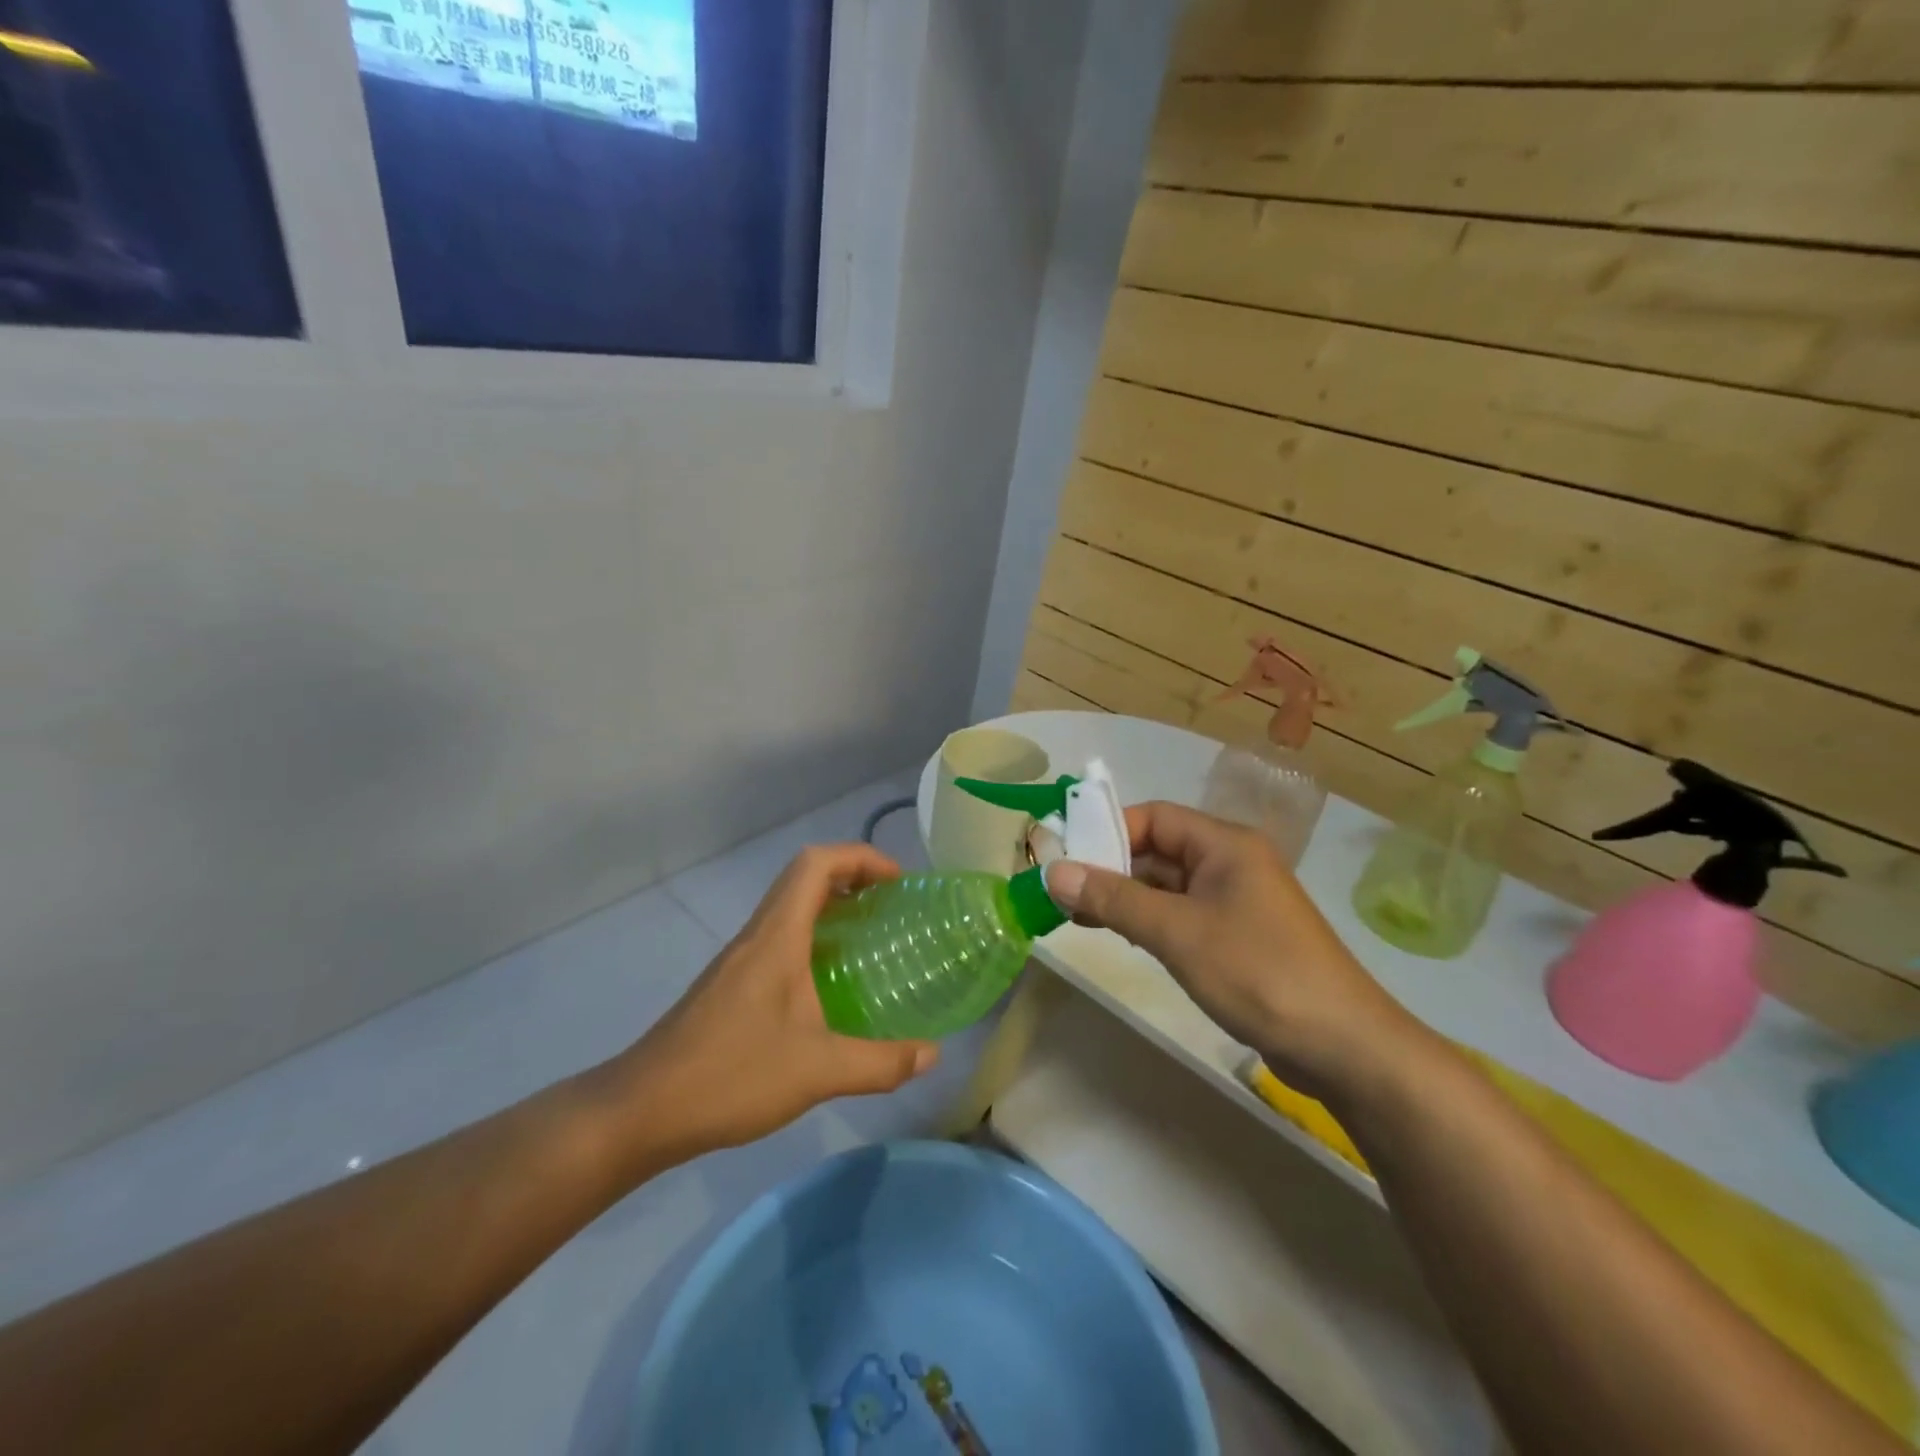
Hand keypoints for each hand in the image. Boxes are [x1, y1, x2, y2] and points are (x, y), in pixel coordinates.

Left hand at [603, 845, 938, 1162]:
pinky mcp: (732, 983)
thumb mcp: (817, 1071)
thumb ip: (880, 1063)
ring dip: (831, 905)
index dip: (860, 858)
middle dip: (852, 877)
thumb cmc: (731, 1076)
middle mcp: (757, 935)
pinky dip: (813, 936)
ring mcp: (740, 959)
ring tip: (871, 935)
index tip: (898, 882)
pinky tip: (831, 982)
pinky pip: (781, 936)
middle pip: (804, 876)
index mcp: (777, 937)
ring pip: (790, 907)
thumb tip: (932, 1054)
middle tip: (892, 905)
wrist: (643, 1109)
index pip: (816, 864)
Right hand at [1044, 801, 1425, 1101]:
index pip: (1154, 817)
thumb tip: (1054, 871)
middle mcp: (1231, 863)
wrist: (1344, 1047)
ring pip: (1167, 885)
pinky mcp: (1238, 937)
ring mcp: (1236, 902)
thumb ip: (1113, 899)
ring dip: (1125, 896)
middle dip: (1110, 867)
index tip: (1066, 856)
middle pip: (1158, 849)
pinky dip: (1149, 920)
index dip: (1108, 830)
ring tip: (1076, 915)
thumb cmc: (1258, 973)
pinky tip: (1121, 936)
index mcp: (1225, 844)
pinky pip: (1182, 914)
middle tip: (1061, 890)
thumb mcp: (1177, 932)